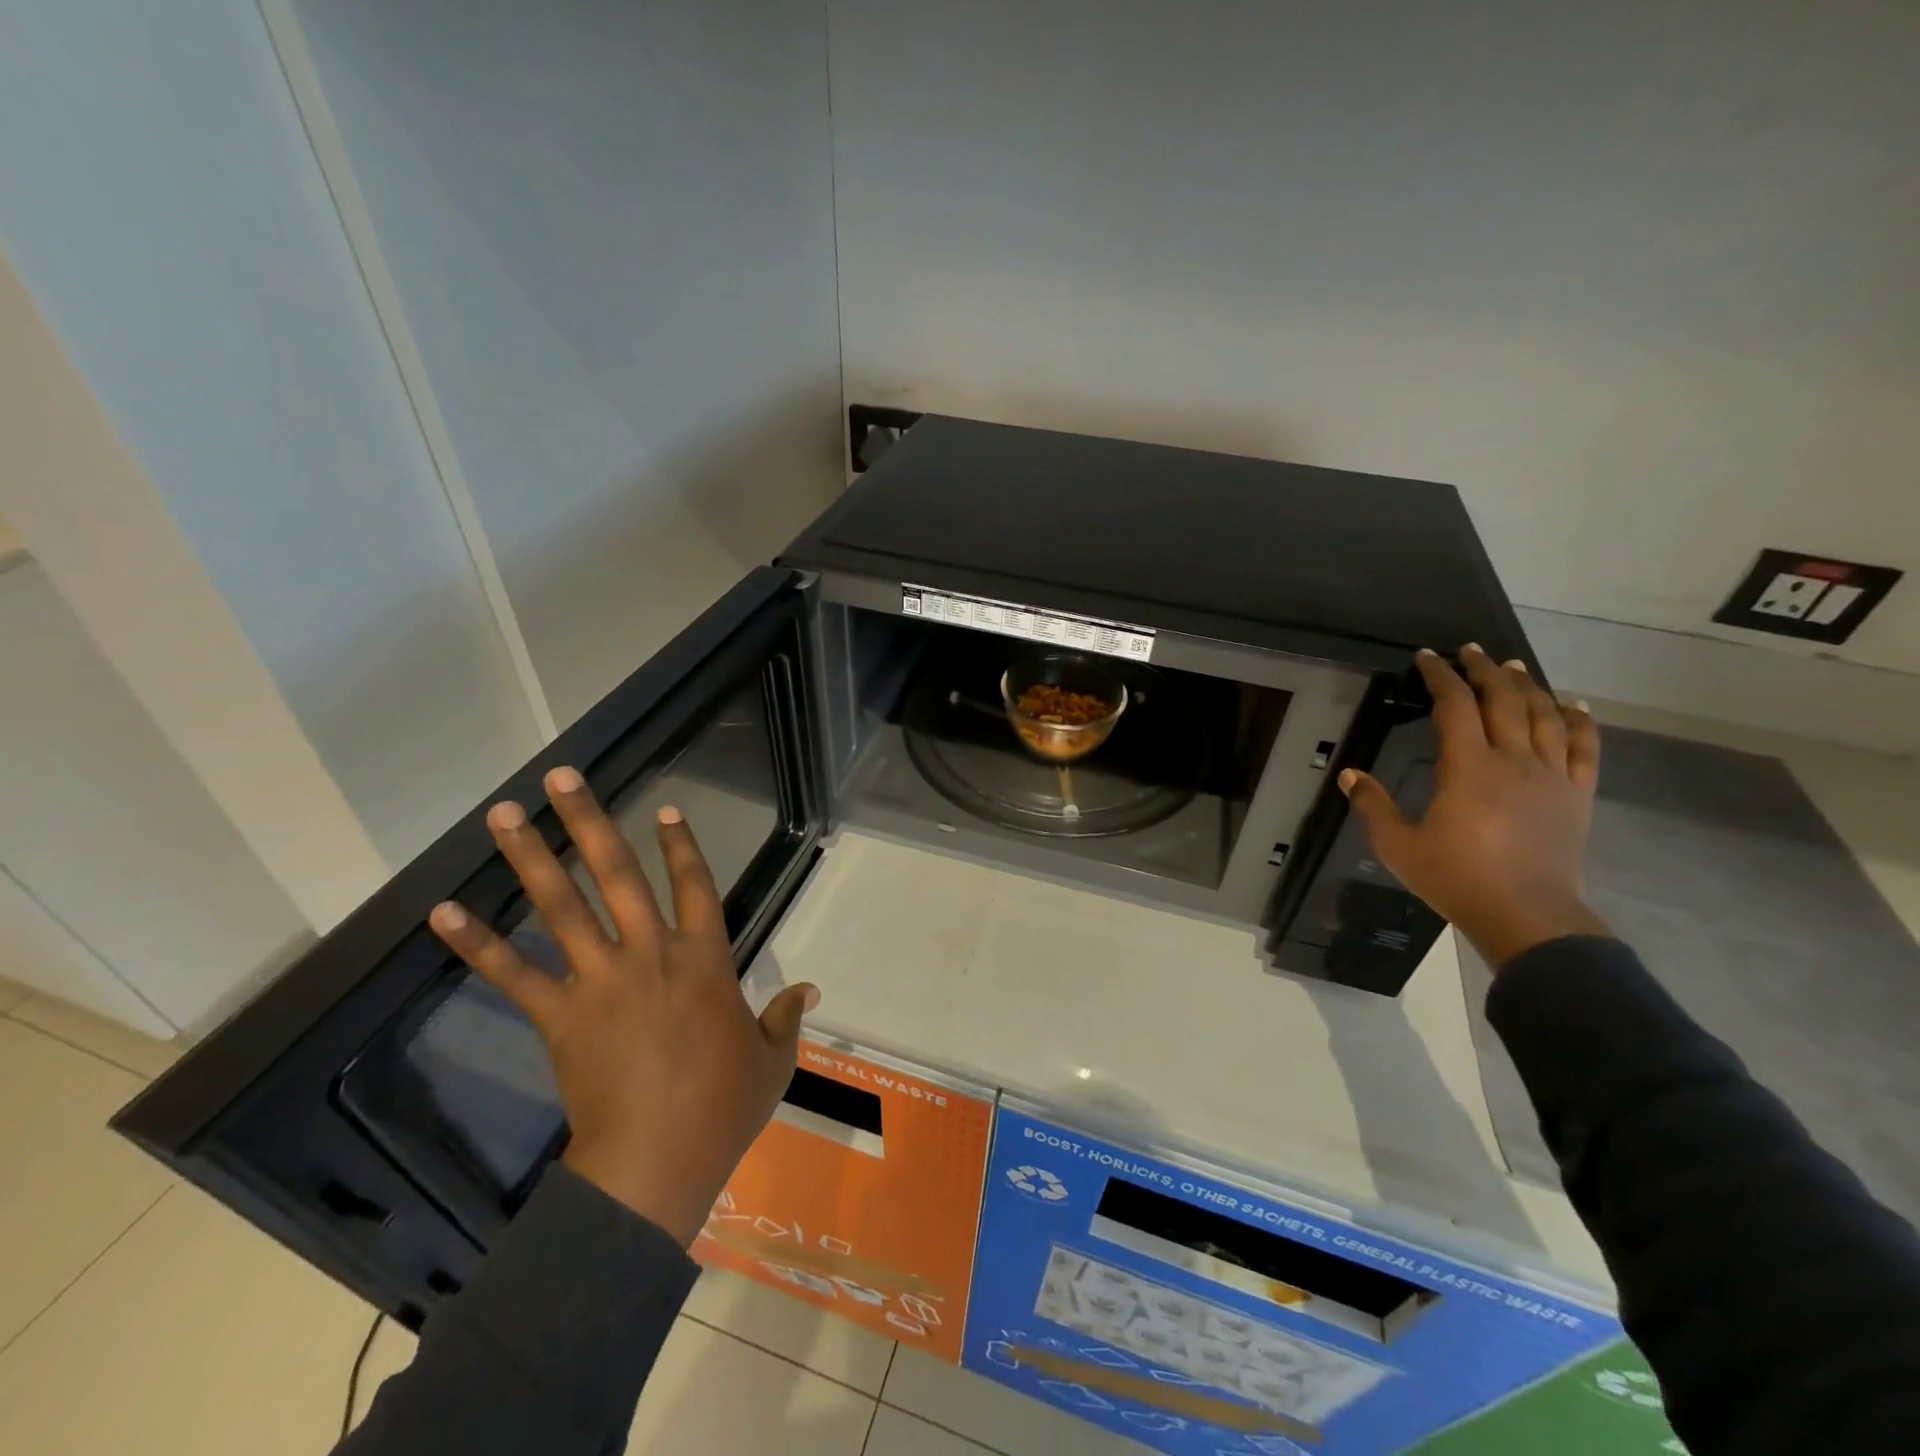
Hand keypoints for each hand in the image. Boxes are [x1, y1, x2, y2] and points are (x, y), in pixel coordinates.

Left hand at [428, 768, 818, 1244]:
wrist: (656, 1164)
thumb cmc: (722, 1108)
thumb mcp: (773, 1061)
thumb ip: (786, 1017)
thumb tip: (810, 990)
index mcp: (706, 960)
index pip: (696, 885)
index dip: (681, 845)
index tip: (664, 808)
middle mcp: (651, 954)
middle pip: (617, 874)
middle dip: (588, 820)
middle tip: (559, 776)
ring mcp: (601, 980)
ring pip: (562, 906)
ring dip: (531, 857)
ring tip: (502, 815)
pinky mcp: (559, 1016)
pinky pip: (514, 973)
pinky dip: (478, 943)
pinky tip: (444, 912)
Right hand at [1338, 644, 1612, 970]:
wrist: (1527, 917)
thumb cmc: (1456, 879)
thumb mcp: (1398, 845)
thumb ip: (1372, 805)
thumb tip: (1348, 774)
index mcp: (1467, 767)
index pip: (1455, 705)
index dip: (1440, 676)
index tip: (1427, 657)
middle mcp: (1513, 759)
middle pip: (1503, 699)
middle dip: (1485, 669)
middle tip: (1470, 651)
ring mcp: (1550, 775)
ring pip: (1544, 715)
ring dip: (1527, 685)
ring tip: (1513, 667)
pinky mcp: (1576, 794)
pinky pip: (1584, 747)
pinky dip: (1579, 720)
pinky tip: (1573, 705)